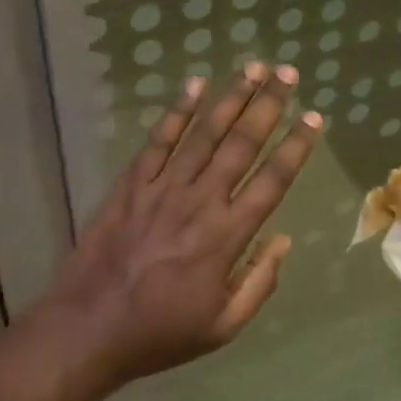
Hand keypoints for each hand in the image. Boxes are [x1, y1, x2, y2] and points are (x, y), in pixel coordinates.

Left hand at [38, 64, 319, 392]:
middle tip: (288, 73)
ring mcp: (164, 187)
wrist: (87, 329)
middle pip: (242, 144)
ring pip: (205, 133)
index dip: (295, 147)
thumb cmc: (160, 332)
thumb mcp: (222, 327)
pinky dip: (178, 111)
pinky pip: (159, 140)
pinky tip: (195, 84)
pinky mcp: (132, 183)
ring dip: (232, 97)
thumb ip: (259, 283)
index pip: (272, 181)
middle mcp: (201, 201)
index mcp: (227, 236)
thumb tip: (283, 239)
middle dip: (269, 105)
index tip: (313, 117)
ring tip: (253, 67)